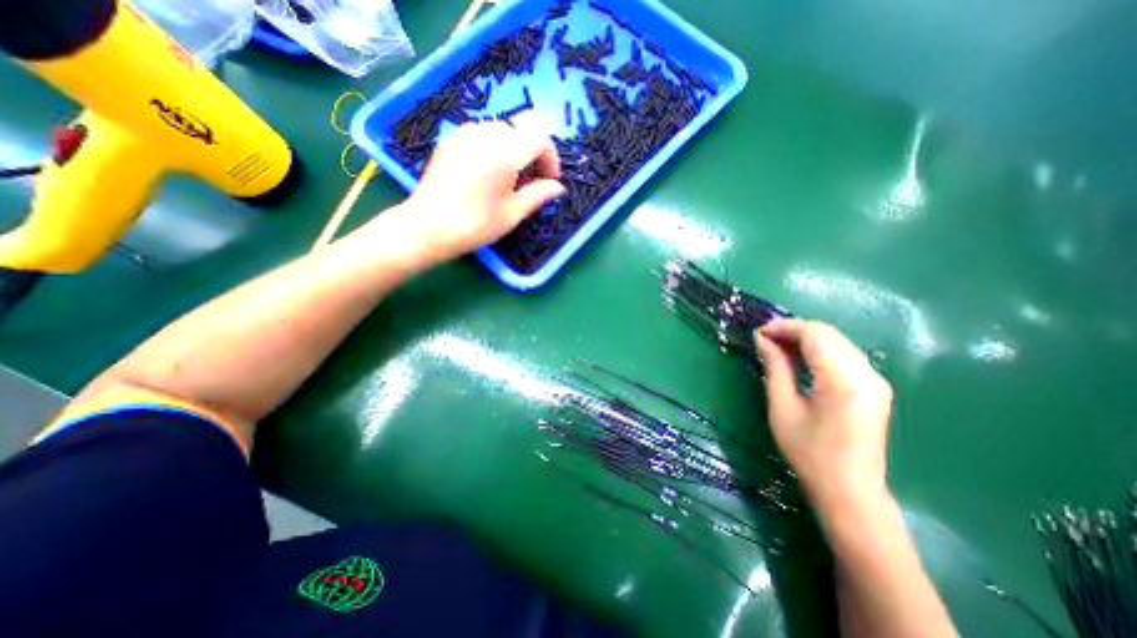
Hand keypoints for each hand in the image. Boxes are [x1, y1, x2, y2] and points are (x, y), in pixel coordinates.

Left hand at [390, 114, 568, 263]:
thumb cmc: (476, 225)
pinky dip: (494, 147)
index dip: (551, 159)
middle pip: (522, 129)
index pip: (540, 139)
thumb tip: (559, 187)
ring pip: (502, 129)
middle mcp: (485, 133)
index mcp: (504, 152)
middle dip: (533, 152)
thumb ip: (539, 194)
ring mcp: (464, 133)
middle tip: (531, 180)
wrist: (428, 227)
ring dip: (514, 148)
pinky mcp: (450, 139)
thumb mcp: (513, 213)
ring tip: (510, 177)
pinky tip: (488, 171)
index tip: (549, 182)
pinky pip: (481, 133)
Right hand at [752, 322, 897, 516]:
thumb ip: (775, 367)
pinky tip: (800, 359)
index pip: (814, 334)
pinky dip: (819, 350)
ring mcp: (876, 381)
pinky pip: (845, 355)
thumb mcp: (783, 407)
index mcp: (844, 380)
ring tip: (777, 347)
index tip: (758, 333)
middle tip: (764, 339)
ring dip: (806, 339)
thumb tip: (762, 339)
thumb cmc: (809, 452)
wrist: (850, 492)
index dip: (784, 327)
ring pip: (837, 342)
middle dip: (794, 330)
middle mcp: (867, 374)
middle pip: (828, 333)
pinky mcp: (875, 388)